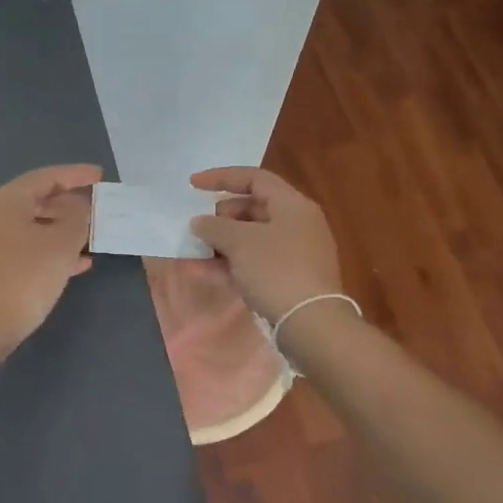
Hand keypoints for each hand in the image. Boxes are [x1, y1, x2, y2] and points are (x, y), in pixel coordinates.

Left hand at [0, 164, 100, 359]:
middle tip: (99, 208)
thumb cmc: (23, 277)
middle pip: (38, 199)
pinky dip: (51, 249)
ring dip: (63, 229)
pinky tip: (78, 263)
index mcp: (6, 199)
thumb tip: (79, 206)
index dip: (76, 175)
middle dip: (71, 204)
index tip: (101, 176)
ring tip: (94, 235)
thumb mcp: (61, 244)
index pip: (46, 177)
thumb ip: (77, 217)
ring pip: (33, 225)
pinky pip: (27, 247)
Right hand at [188, 167, 343, 321]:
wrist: (310, 324)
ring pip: (251, 238)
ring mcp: (295, 252)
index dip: (221, 177)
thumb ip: (215, 226)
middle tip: (201, 227)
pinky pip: (254, 262)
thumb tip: (200, 222)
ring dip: (221, 243)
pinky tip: (202, 272)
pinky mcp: (289, 278)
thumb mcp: (240, 242)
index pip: (254, 178)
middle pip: (253, 208)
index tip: (193, 185)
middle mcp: (297, 223)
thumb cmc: (276, 270)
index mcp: (292, 205)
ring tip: (194, 251)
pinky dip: (230, 263)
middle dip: (221, 216)